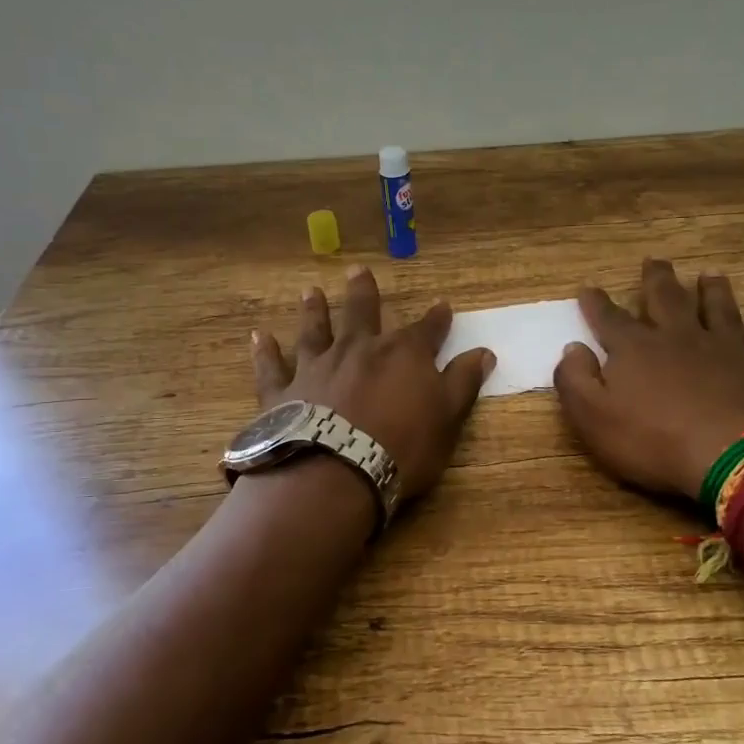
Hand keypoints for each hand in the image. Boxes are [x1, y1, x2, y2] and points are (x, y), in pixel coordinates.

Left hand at [252, 265, 494, 503]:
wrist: (336, 473)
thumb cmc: (401, 447)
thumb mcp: (447, 418)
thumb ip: (463, 382)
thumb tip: (484, 351)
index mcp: (402, 354)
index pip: (426, 330)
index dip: (436, 319)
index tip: (443, 305)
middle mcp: (358, 350)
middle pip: (363, 314)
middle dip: (363, 292)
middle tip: (357, 270)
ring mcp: (317, 368)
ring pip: (315, 331)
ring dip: (313, 311)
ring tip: (309, 292)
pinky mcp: (284, 393)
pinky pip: (272, 368)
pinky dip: (266, 353)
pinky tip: (259, 337)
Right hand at [553, 259, 743, 500]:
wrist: (736, 458)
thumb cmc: (655, 441)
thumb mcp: (593, 418)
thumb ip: (575, 380)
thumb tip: (572, 348)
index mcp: (637, 349)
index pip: (610, 318)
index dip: (596, 303)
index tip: (588, 288)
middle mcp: (682, 337)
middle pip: (667, 299)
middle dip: (657, 279)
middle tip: (654, 261)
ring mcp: (729, 349)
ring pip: (719, 309)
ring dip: (713, 290)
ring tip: (709, 275)